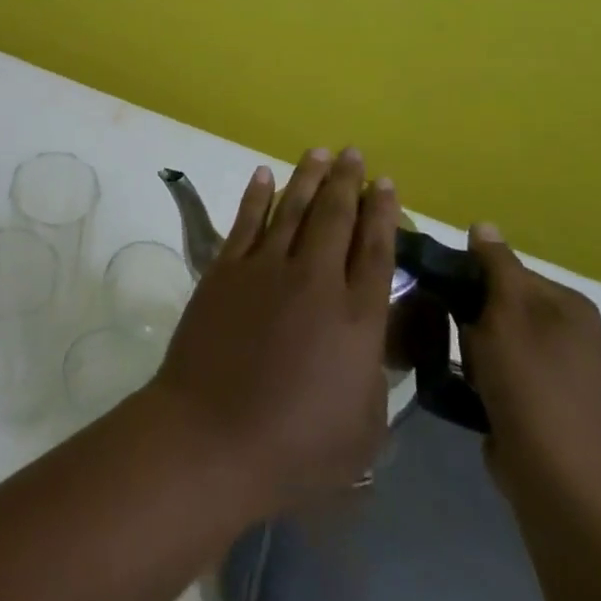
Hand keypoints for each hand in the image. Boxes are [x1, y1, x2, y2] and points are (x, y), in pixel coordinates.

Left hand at [150, 148, 399, 512]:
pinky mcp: (225, 270)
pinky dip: (257, 196)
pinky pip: (246, 222)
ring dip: (308, 178)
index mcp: (358, 317)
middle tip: (355, 154)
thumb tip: (373, 338)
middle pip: (336, 217)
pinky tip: (264, 175)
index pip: (376, 250)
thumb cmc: (297, 448)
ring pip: (292, 209)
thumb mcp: (365, 426)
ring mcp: (265, 269)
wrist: (214, 436)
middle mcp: (315, 280)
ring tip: (320, 152)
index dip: (383, 213)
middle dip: (348, 182)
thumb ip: (374, 373)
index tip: (387, 184)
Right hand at [459, 226, 600, 516]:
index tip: (435, 290)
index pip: (506, 269)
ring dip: (472, 350)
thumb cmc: (532, 387)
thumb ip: (495, 266)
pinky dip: (482, 380)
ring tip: (454, 364)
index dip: (468, 276)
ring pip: (496, 341)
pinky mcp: (544, 407)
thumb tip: (483, 224)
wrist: (563, 484)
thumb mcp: (507, 315)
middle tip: (446, 332)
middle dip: (468, 316)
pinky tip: (466, 390)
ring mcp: (560, 374)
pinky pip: (501, 375)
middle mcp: (571, 334)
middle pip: (500, 305)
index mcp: (568, 305)